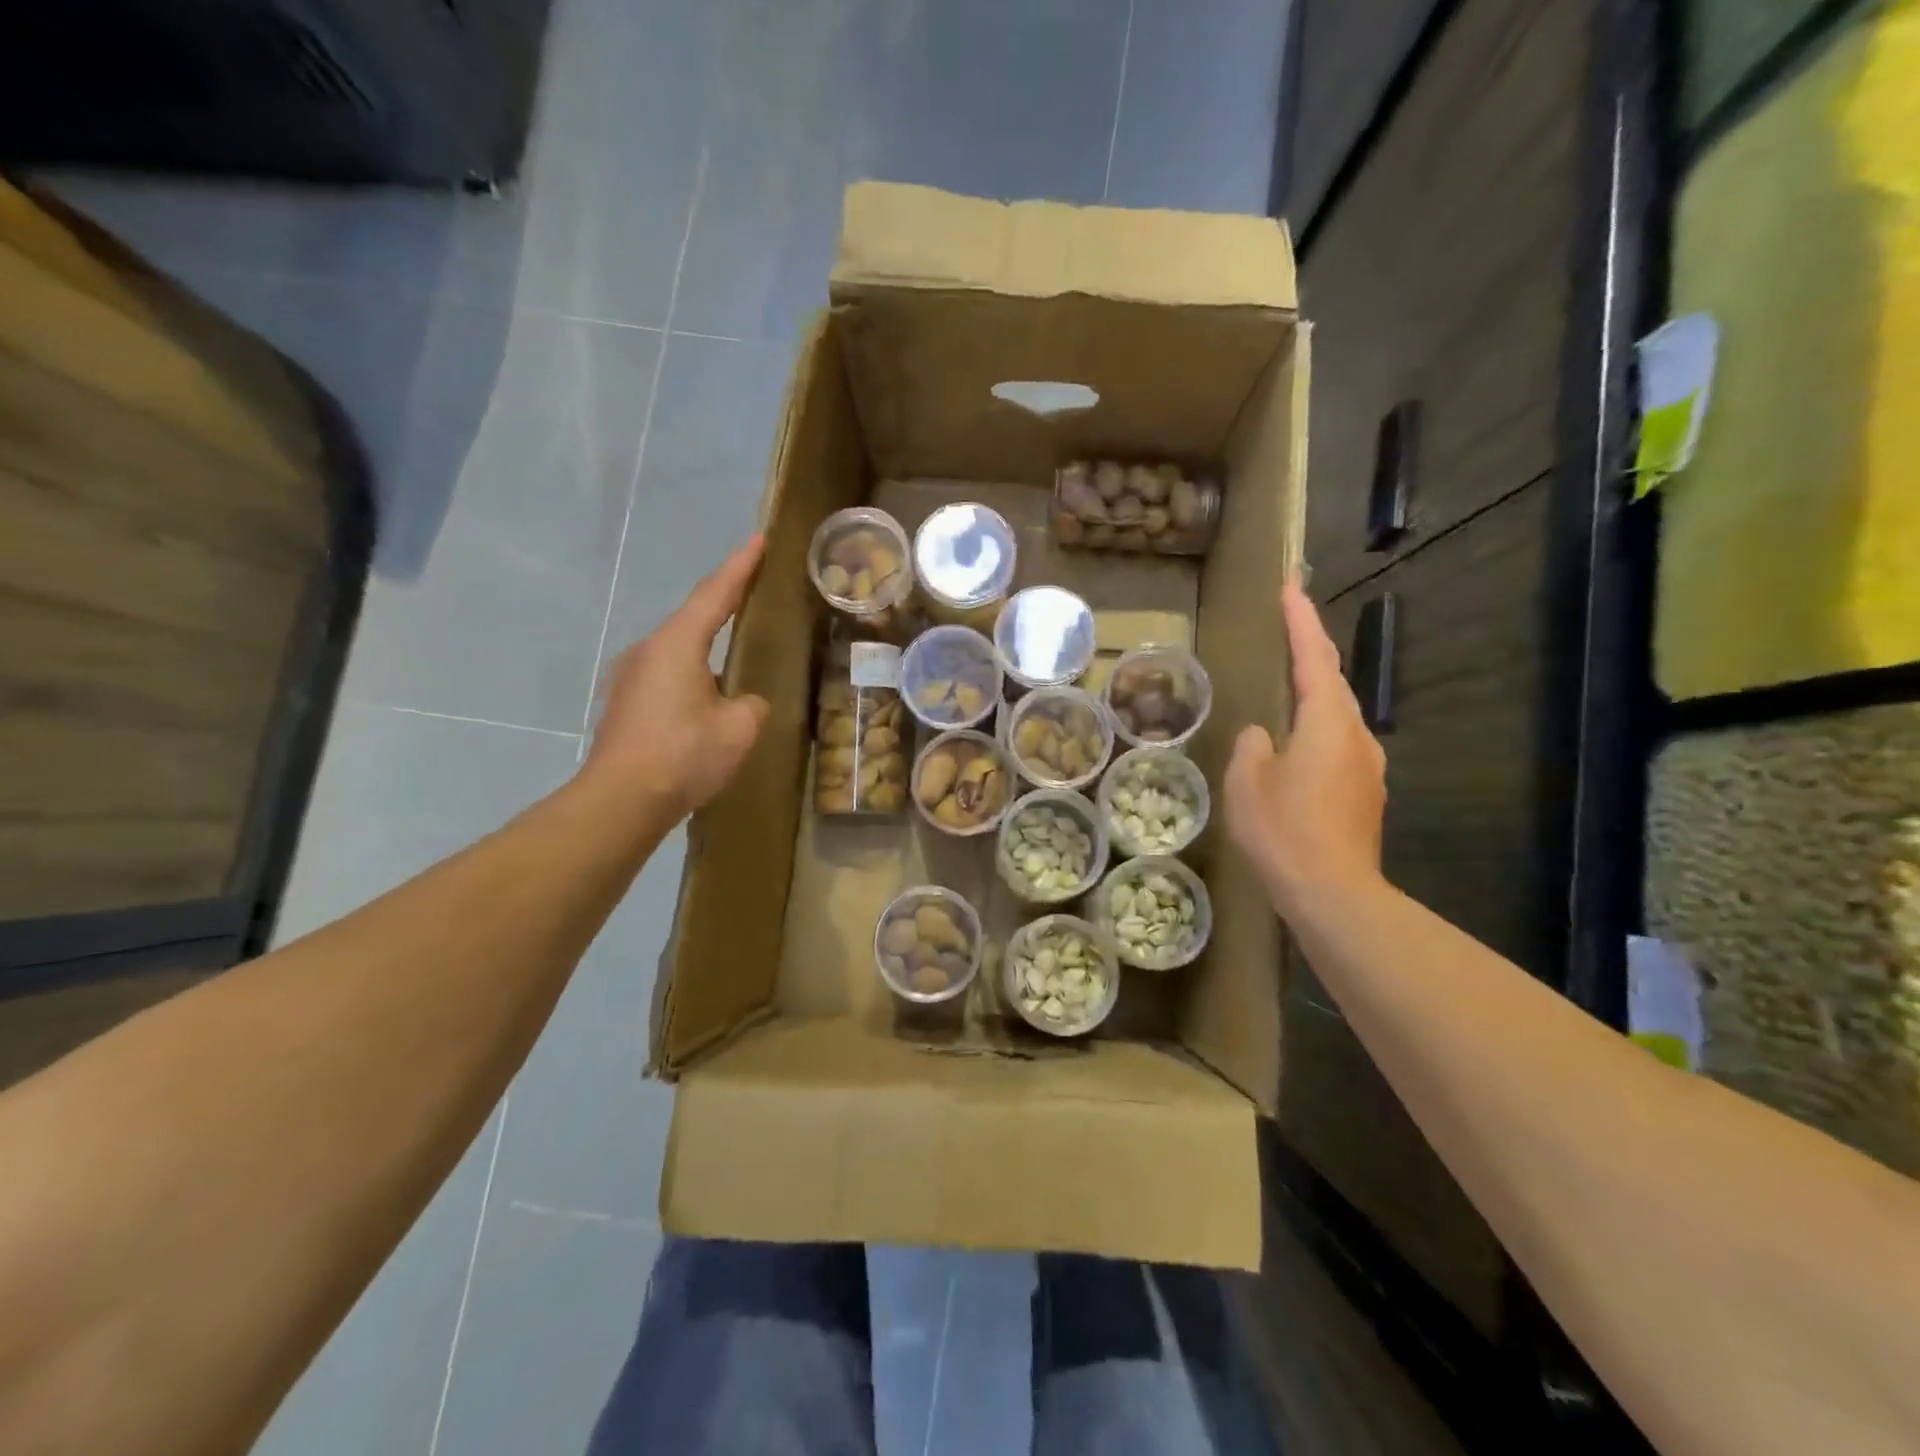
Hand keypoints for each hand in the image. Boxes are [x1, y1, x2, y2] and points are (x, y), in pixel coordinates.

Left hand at [582, 537, 770, 820]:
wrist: (621, 801)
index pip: (715, 594)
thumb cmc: (683, 755)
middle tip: (753, 592)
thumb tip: (743, 702)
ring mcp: (631, 677)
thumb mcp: (739, 728)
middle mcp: (649, 650)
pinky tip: (707, 696)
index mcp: (677, 644)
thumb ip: (751, 704)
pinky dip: (693, 674)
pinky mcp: (626, 703)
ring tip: (735, 650)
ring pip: (679, 650)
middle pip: (693, 617)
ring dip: (707, 646)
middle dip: (724, 603)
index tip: (758, 539)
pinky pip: (668, 675)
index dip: (740, 566)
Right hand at [1226, 579, 1387, 918]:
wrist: (1334, 894)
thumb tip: (1262, 735)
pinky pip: (1339, 747)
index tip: (1291, 587)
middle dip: (1311, 653)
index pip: (1313, 657)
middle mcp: (1356, 735)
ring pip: (1338, 717)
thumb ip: (1251, 745)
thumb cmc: (1284, 830)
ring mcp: (1368, 767)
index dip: (1300, 620)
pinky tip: (1296, 752)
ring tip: (1288, 692)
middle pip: (1333, 683)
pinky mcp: (1366, 794)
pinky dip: (1318, 734)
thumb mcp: (1246, 782)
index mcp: (1327, 722)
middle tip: (1288, 631)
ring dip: (1315, 698)